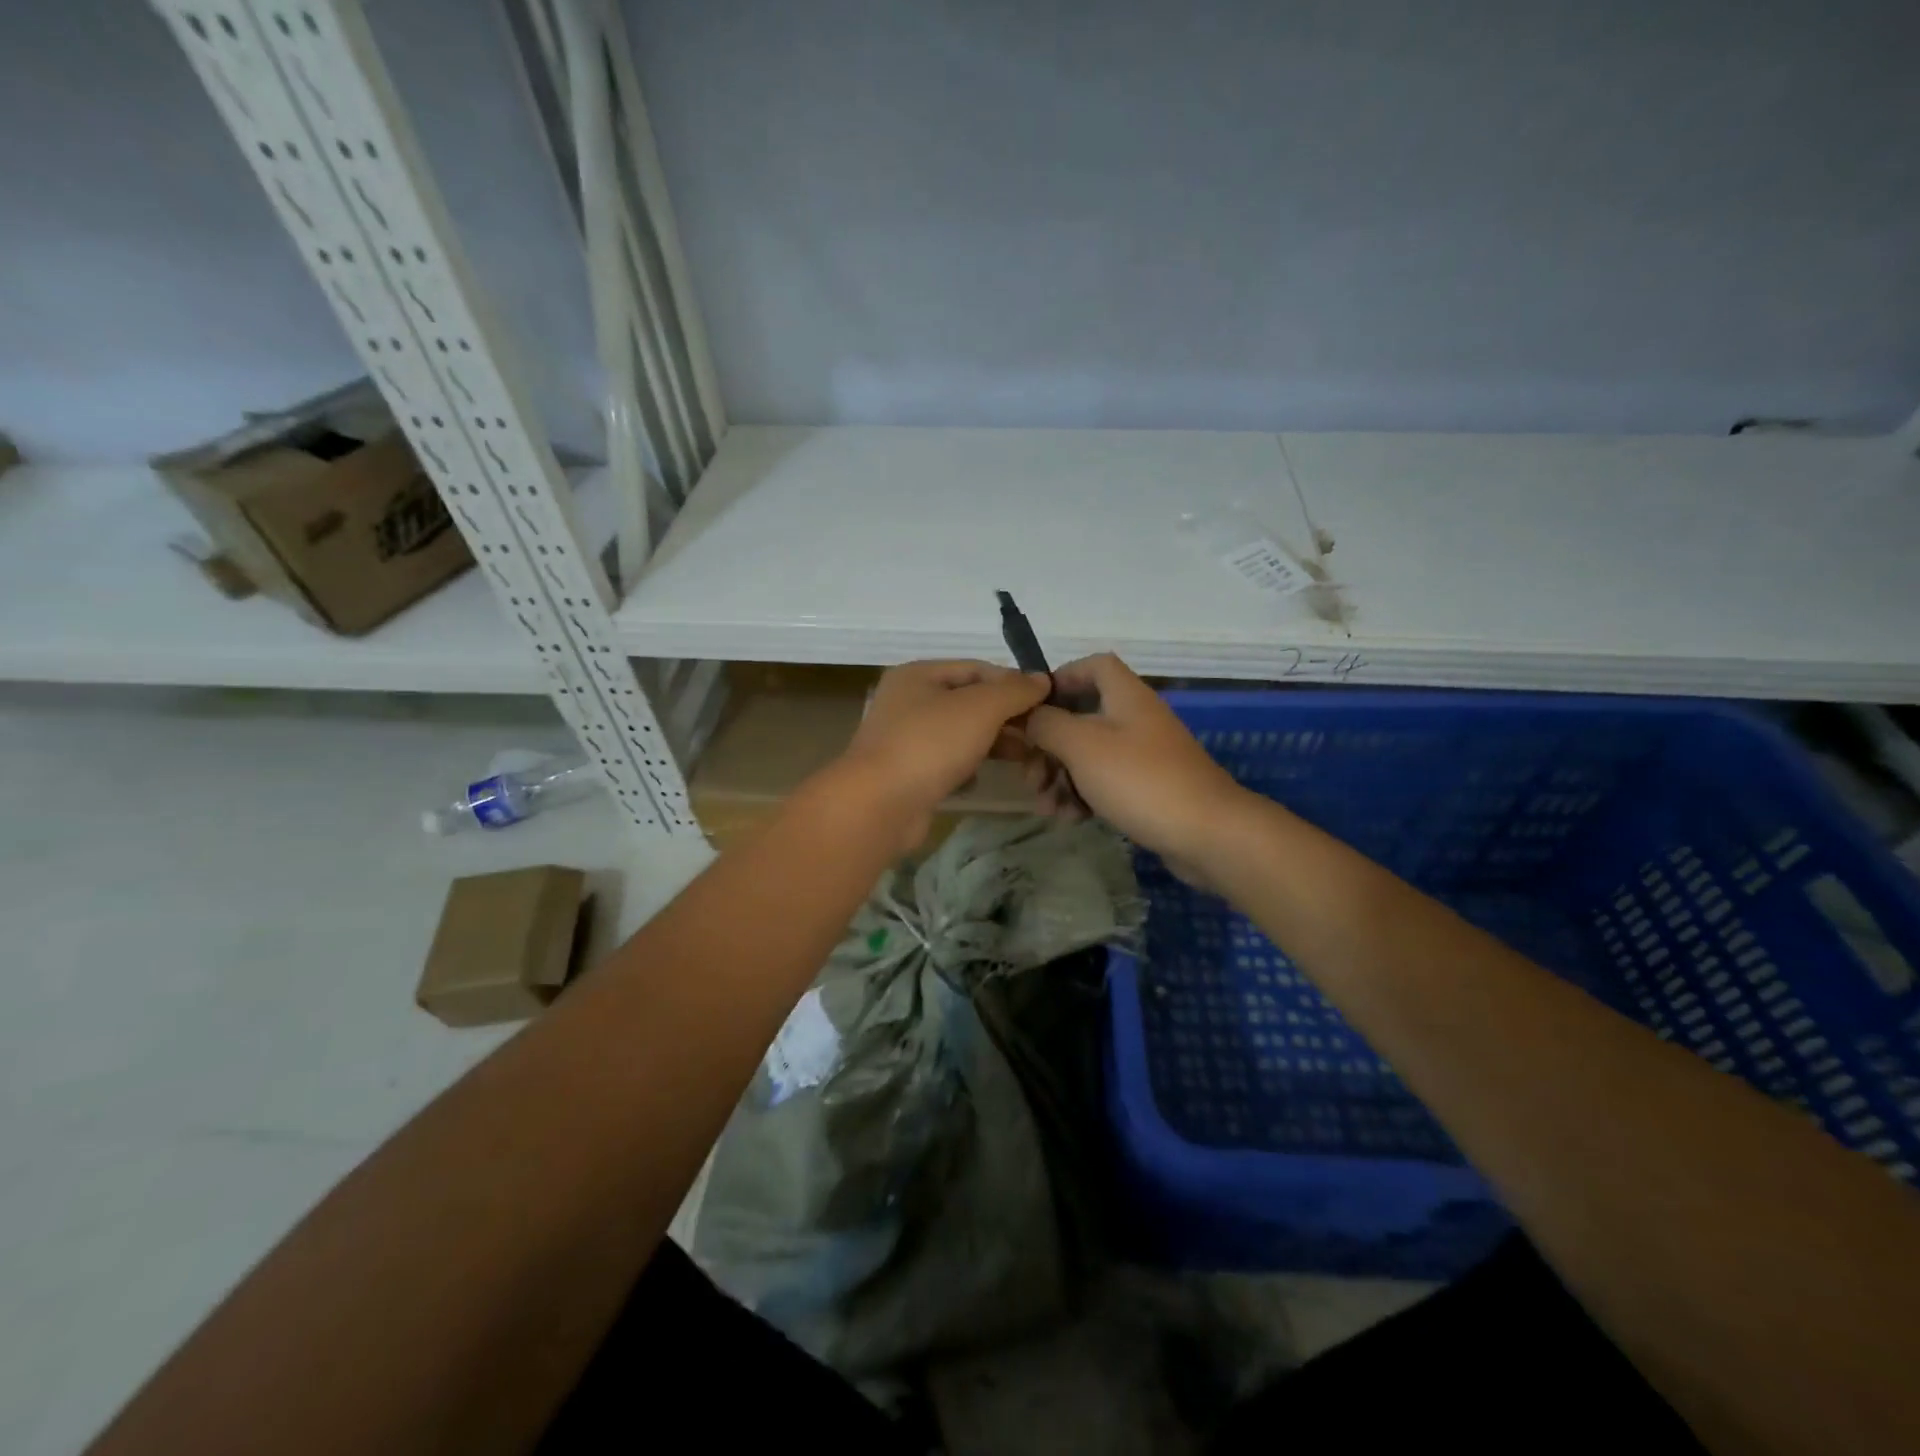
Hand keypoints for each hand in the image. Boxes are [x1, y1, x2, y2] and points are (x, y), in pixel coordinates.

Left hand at [835, 660, 1050, 849]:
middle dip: (1006, 716)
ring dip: (992, 743)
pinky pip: (947, 763)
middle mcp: (908, 701)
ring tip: (1024, 758)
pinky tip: (978, 780)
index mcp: (919, 675)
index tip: (1046, 702)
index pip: (976, 668)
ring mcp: (905, 739)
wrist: (879, 805)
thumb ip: (1014, 691)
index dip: (1013, 682)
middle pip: (969, 701)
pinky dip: (966, 769)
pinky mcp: (907, 774)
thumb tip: (1042, 679)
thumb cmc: (930, 744)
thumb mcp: (981, 708)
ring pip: (960, 734)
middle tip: (1040, 734)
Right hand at [1021, 653, 1250, 875]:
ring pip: (1088, 756)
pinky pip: (1105, 783)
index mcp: (1125, 696)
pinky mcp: (1148, 789)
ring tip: (1046, 808)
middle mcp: (1136, 719)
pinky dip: (1083, 796)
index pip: (1093, 666)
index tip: (1032, 707)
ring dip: (1060, 778)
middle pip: (1081, 718)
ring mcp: (1144, 756)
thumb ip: (1047, 724)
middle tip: (1029, 777)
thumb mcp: (1082, 745)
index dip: (1061, 678)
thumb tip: (1029, 715)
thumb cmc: (1140, 779)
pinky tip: (1070, 819)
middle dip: (1048, 747)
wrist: (1207, 833)